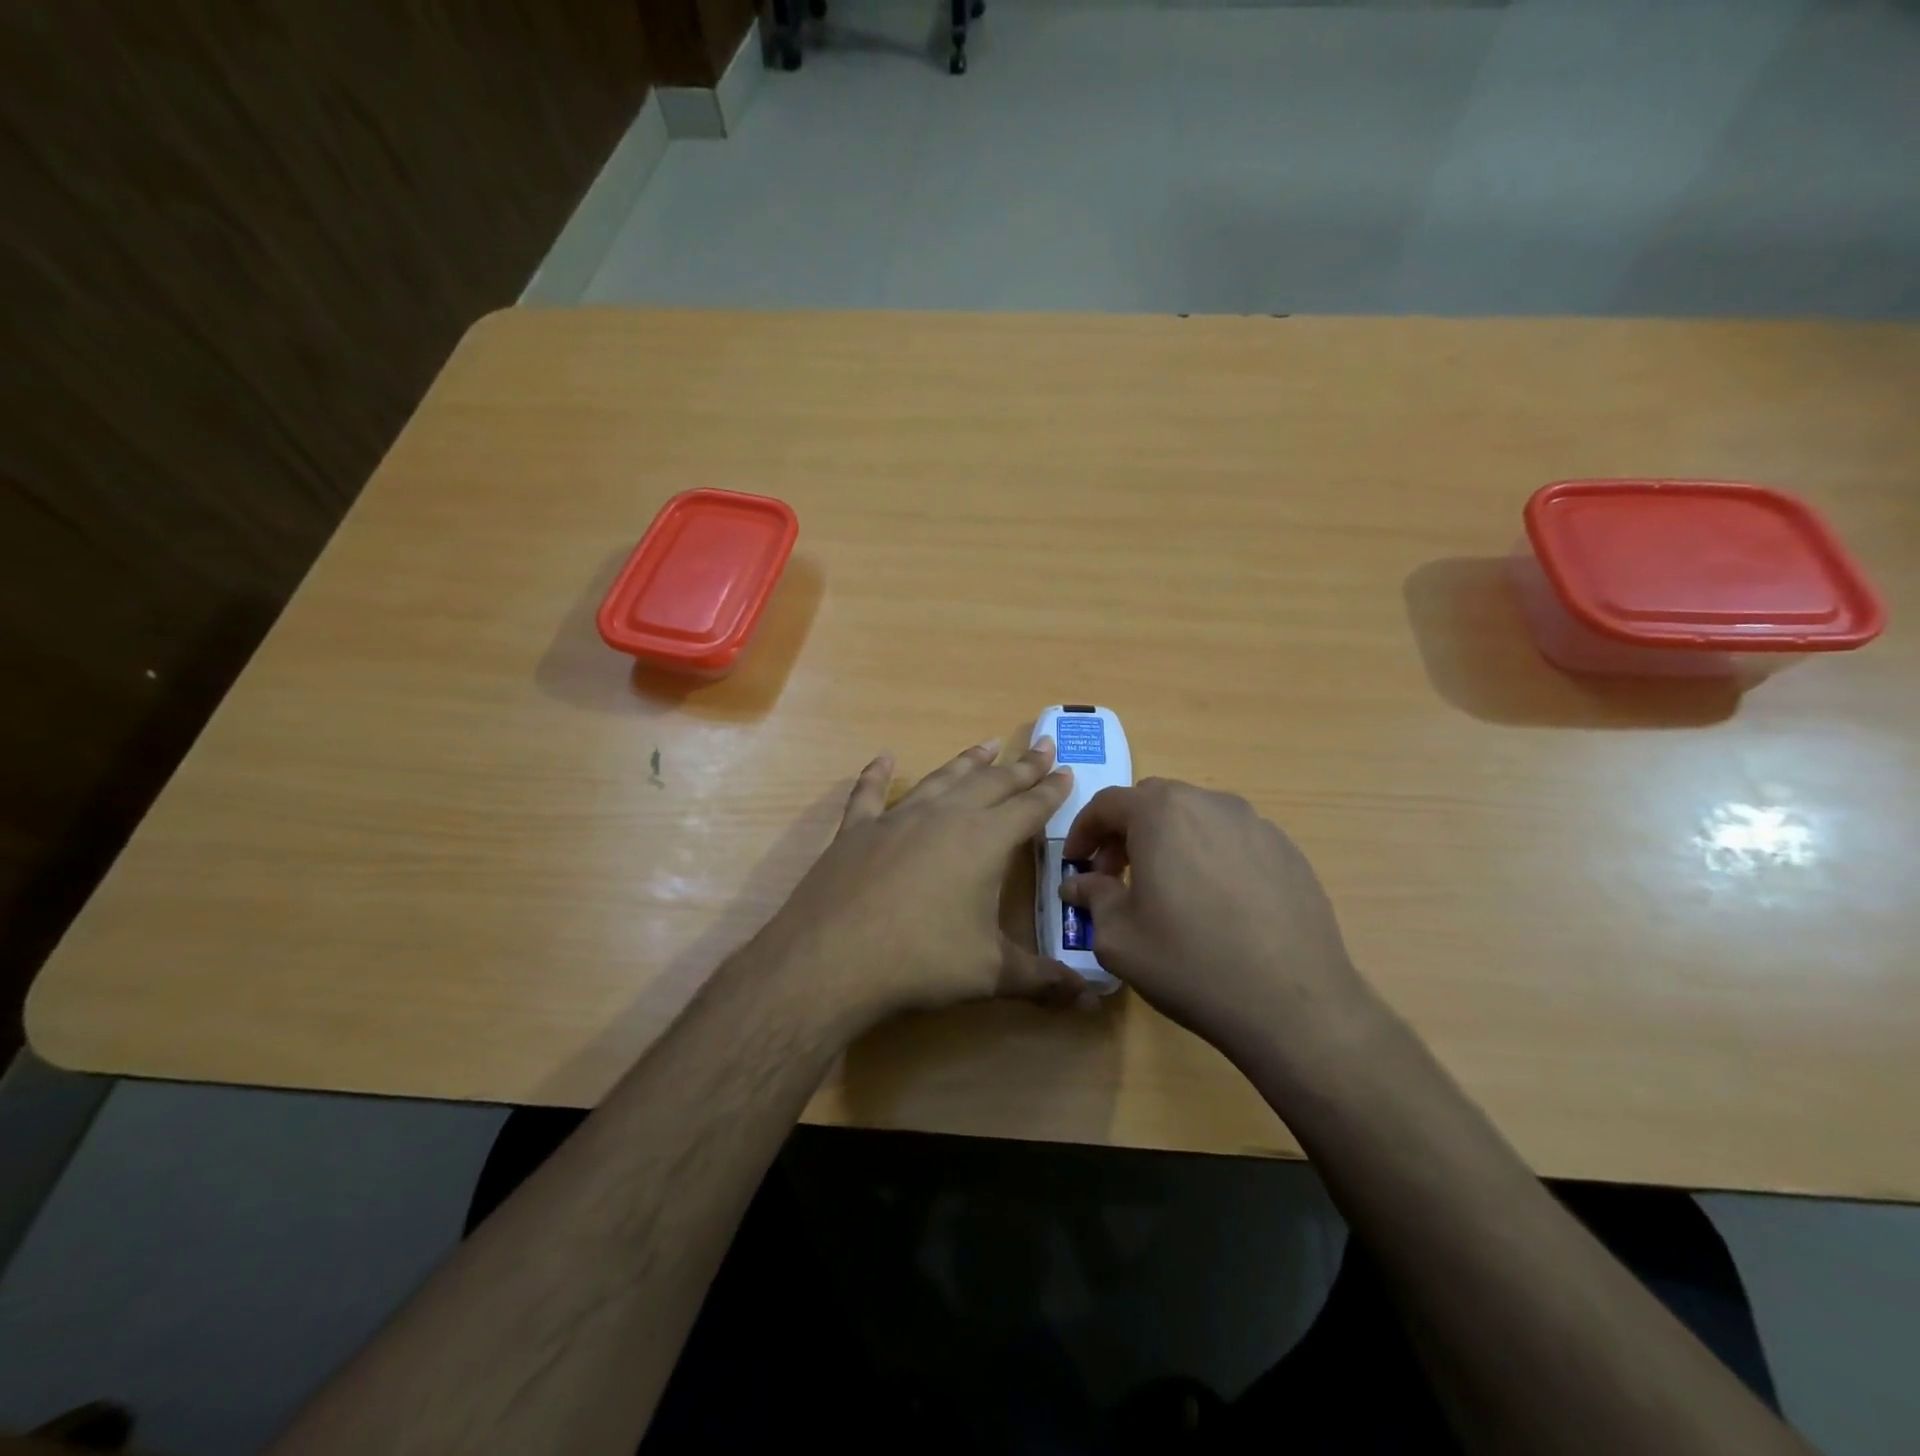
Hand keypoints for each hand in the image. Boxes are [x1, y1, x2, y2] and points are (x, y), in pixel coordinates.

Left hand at [756, 737, 1087, 1023]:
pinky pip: (870, 794)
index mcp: (984, 841)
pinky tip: (883, 758)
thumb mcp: (990, 974)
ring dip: (968, 762)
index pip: (1029, 807)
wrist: (833, 959)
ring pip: (942, 779)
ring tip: (987, 744)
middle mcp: (945, 817)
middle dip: (1021, 765)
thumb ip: (1042, 981)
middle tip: (1042, 744)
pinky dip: (877, 775)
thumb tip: (1092, 999)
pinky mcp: (857, 830)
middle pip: (992, 783)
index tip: (1067, 770)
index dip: (1051, 790)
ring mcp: (897, 819)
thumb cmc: (922, 961)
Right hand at [1060, 779, 1376, 1067]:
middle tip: (1115, 874)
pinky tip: (1214, 902)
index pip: (1107, 804)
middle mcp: (1209, 803)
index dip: (1083, 831)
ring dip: (1168, 840)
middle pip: (1153, 802)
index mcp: (1161, 813)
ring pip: (1196, 817)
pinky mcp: (1288, 851)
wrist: (1293, 1004)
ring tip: (1166, 888)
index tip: (1076, 863)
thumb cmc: (1189, 963)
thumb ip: (1092, 898)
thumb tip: (1079, 884)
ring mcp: (1256, 824)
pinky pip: (1233, 839)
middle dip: (1125, 832)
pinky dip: (1209, 855)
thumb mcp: (1119, 937)